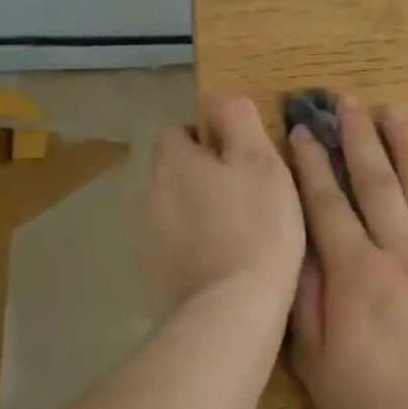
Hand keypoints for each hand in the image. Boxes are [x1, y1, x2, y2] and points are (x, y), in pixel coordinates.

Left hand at [140, 95, 304, 321]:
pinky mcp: (153, 276)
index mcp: (174, 162)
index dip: (208, 137)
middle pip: (174, 171)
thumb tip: (219, 98)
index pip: (178, 131)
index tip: (241, 157)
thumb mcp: (261, 161)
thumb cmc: (256, 227)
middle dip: (204, 176)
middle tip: (248, 195)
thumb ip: (239, 120)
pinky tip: (225, 265)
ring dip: (199, 213)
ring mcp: (146, 238)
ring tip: (240, 234)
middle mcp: (149, 194)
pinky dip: (194, 248)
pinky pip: (175, 248)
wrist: (230, 310)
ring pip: (174, 210)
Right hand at [286, 95, 407, 408]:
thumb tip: (301, 247)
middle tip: (350, 102)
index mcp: (357, 274)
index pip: (328, 207)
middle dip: (361, 140)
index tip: (304, 131)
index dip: (313, 167)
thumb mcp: (316, 364)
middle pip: (377, 185)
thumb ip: (307, 300)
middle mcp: (402, 255)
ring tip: (398, 113)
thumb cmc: (374, 407)